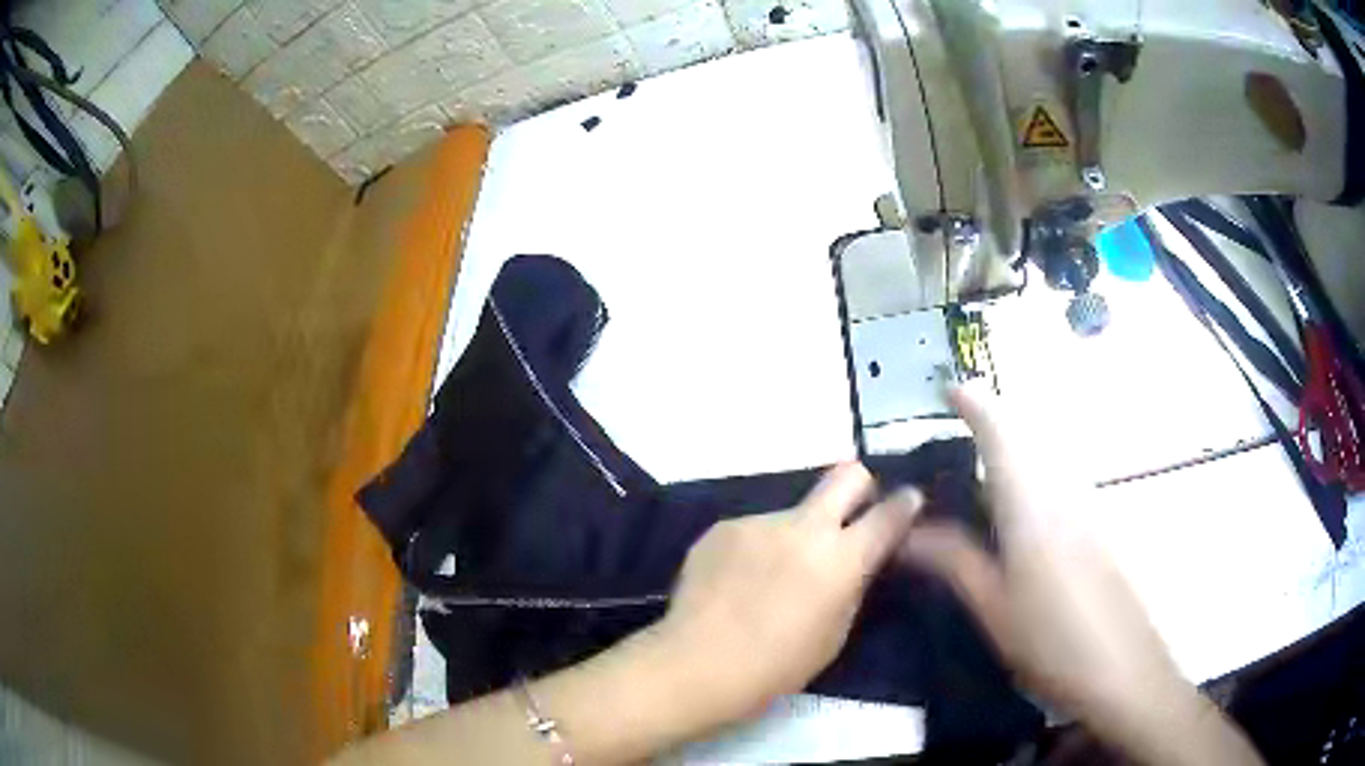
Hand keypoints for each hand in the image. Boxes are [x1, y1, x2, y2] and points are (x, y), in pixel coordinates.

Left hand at [651, 463, 922, 722]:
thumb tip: (857, 561)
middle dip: (859, 487)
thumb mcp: (834, 634)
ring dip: (795, 534)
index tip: (908, 502)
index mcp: (841, 557)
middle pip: (846, 474)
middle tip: (851, 516)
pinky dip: (757, 548)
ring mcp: (759, 521)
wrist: (697, 664)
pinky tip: (738, 581)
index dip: (905, 505)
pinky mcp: (723, 527)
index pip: (889, 514)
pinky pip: (755, 530)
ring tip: (771, 576)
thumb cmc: (777, 665)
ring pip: (793, 512)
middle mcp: (803, 526)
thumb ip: (852, 586)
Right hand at [900, 381, 1262, 764]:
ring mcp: (1085, 509)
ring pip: (1044, 461)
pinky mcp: (1096, 529)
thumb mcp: (993, 607)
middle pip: (1026, 437)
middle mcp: (1062, 492)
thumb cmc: (1051, 641)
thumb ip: (954, 562)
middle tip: (953, 439)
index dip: (975, 404)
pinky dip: (1030, 482)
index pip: (1001, 433)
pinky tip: (1015, 521)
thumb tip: (908, 533)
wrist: (1122, 670)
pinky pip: (1057, 485)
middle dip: (991, 424)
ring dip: (1011, 453)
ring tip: (974, 479)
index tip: (947, 389)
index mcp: (1031, 505)